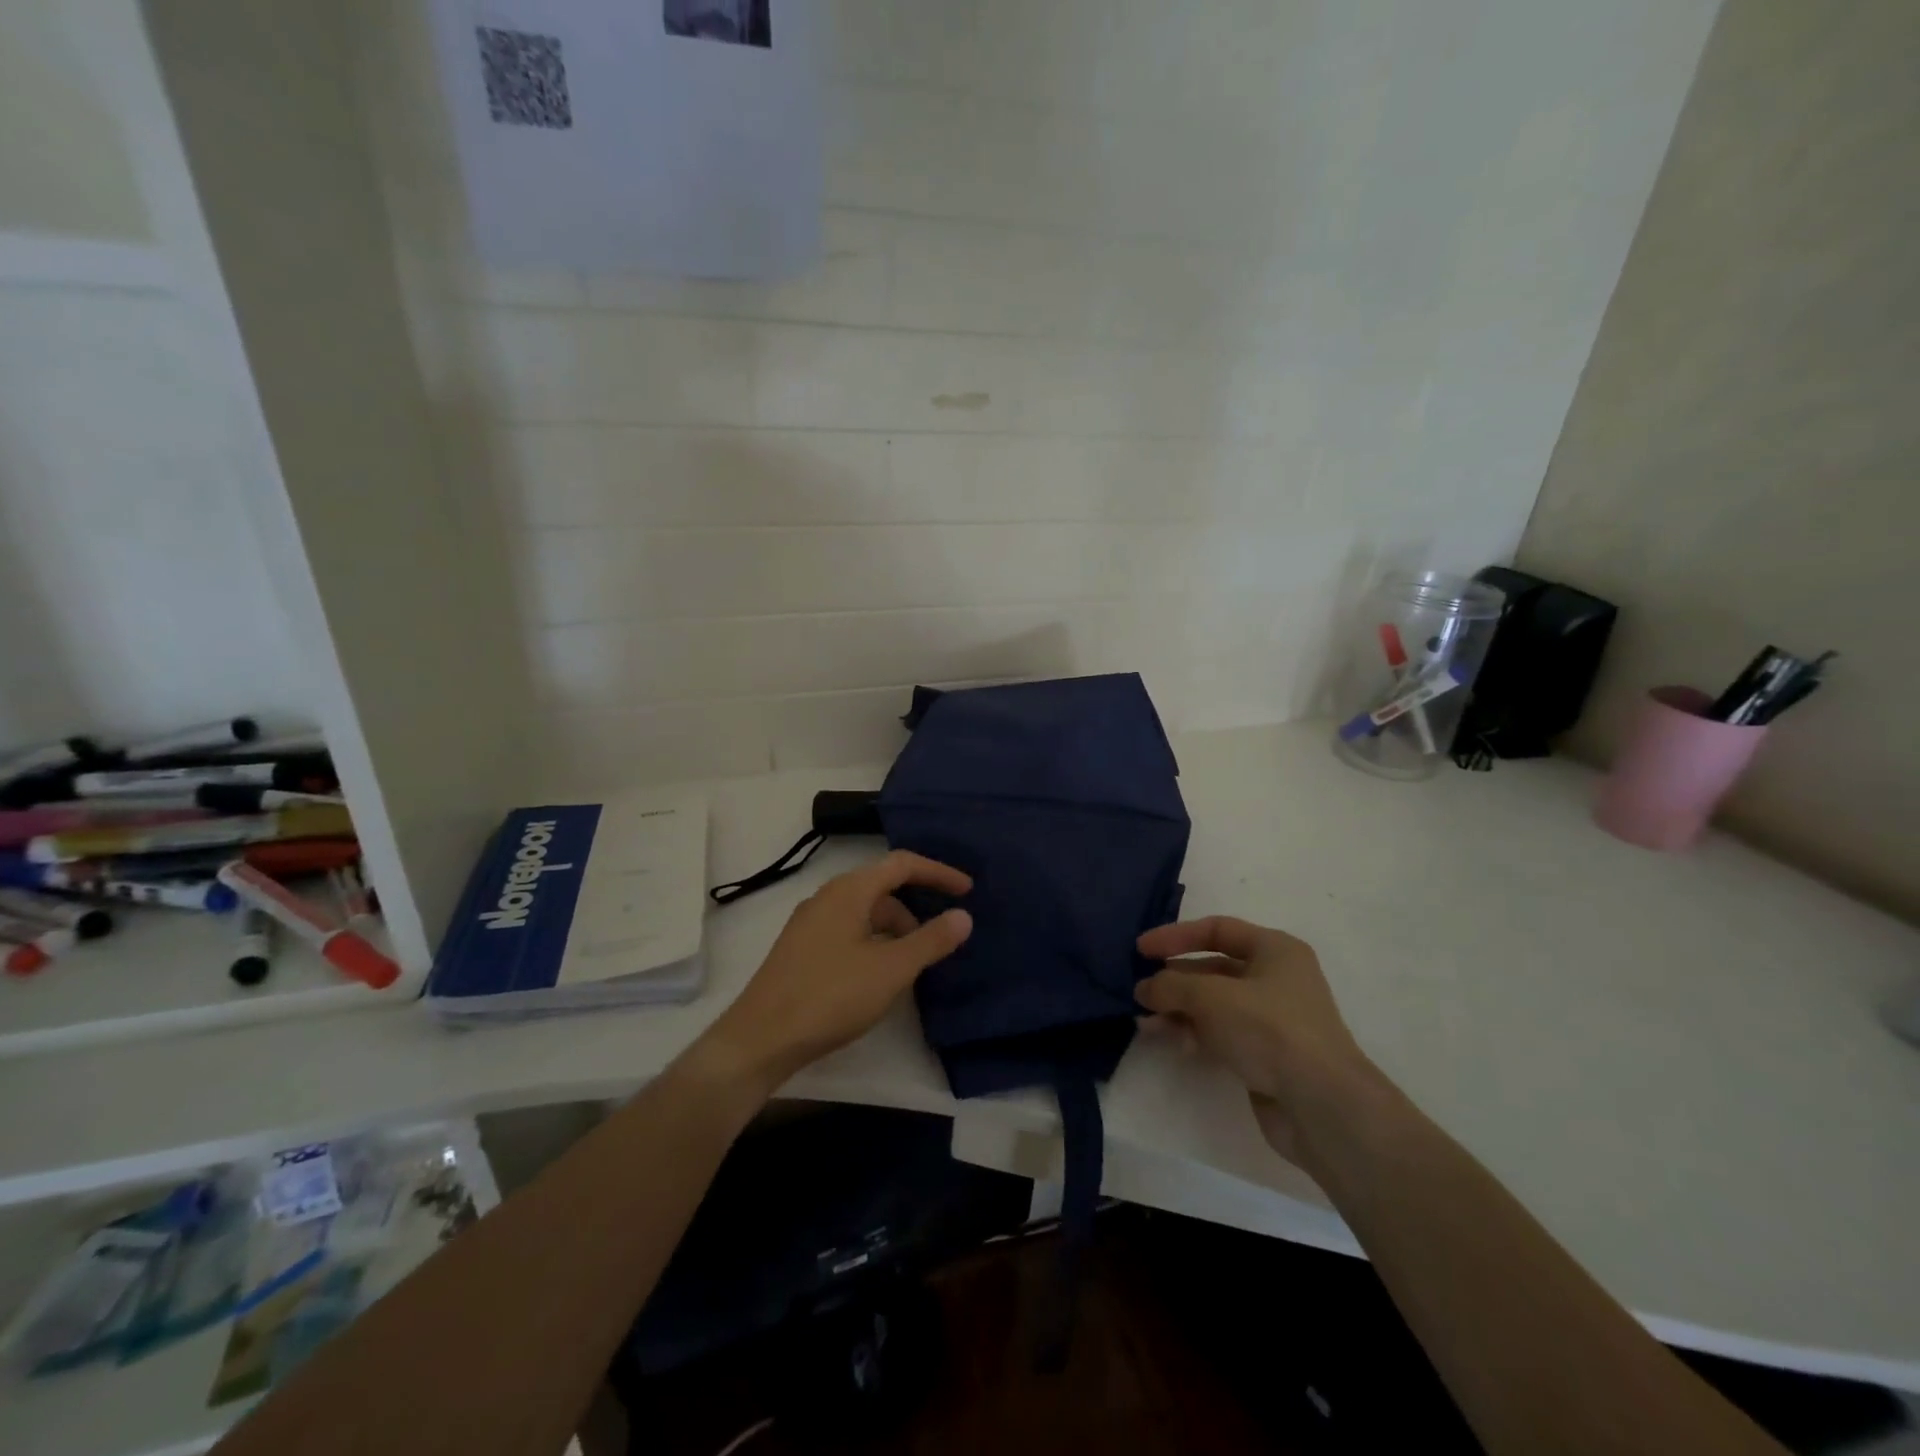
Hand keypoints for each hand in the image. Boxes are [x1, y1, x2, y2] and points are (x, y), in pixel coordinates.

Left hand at [699, 851, 973, 1093]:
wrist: (760, 1039)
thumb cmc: (830, 996)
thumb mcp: (891, 969)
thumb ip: (931, 940)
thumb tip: (963, 916)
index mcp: (849, 890)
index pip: (902, 863)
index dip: (938, 872)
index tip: (967, 891)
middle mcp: (827, 897)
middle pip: (883, 888)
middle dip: (916, 909)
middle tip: (941, 940)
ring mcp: (810, 923)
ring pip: (865, 914)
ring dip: (895, 931)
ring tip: (912, 967)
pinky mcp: (801, 949)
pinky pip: (849, 932)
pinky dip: (874, 944)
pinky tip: (879, 977)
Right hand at [1136, 916, 1381, 1165]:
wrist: (1322, 1105)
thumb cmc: (1269, 1029)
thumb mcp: (1210, 996)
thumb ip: (1171, 986)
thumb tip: (1143, 989)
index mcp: (1275, 949)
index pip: (1217, 929)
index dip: (1176, 936)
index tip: (1141, 950)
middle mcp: (1277, 979)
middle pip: (1214, 969)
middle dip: (1175, 980)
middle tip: (1140, 992)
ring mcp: (1274, 1020)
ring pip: (1215, 1005)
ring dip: (1180, 1010)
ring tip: (1147, 1022)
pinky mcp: (1268, 1056)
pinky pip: (1224, 1034)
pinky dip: (1197, 1034)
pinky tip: (1175, 1044)